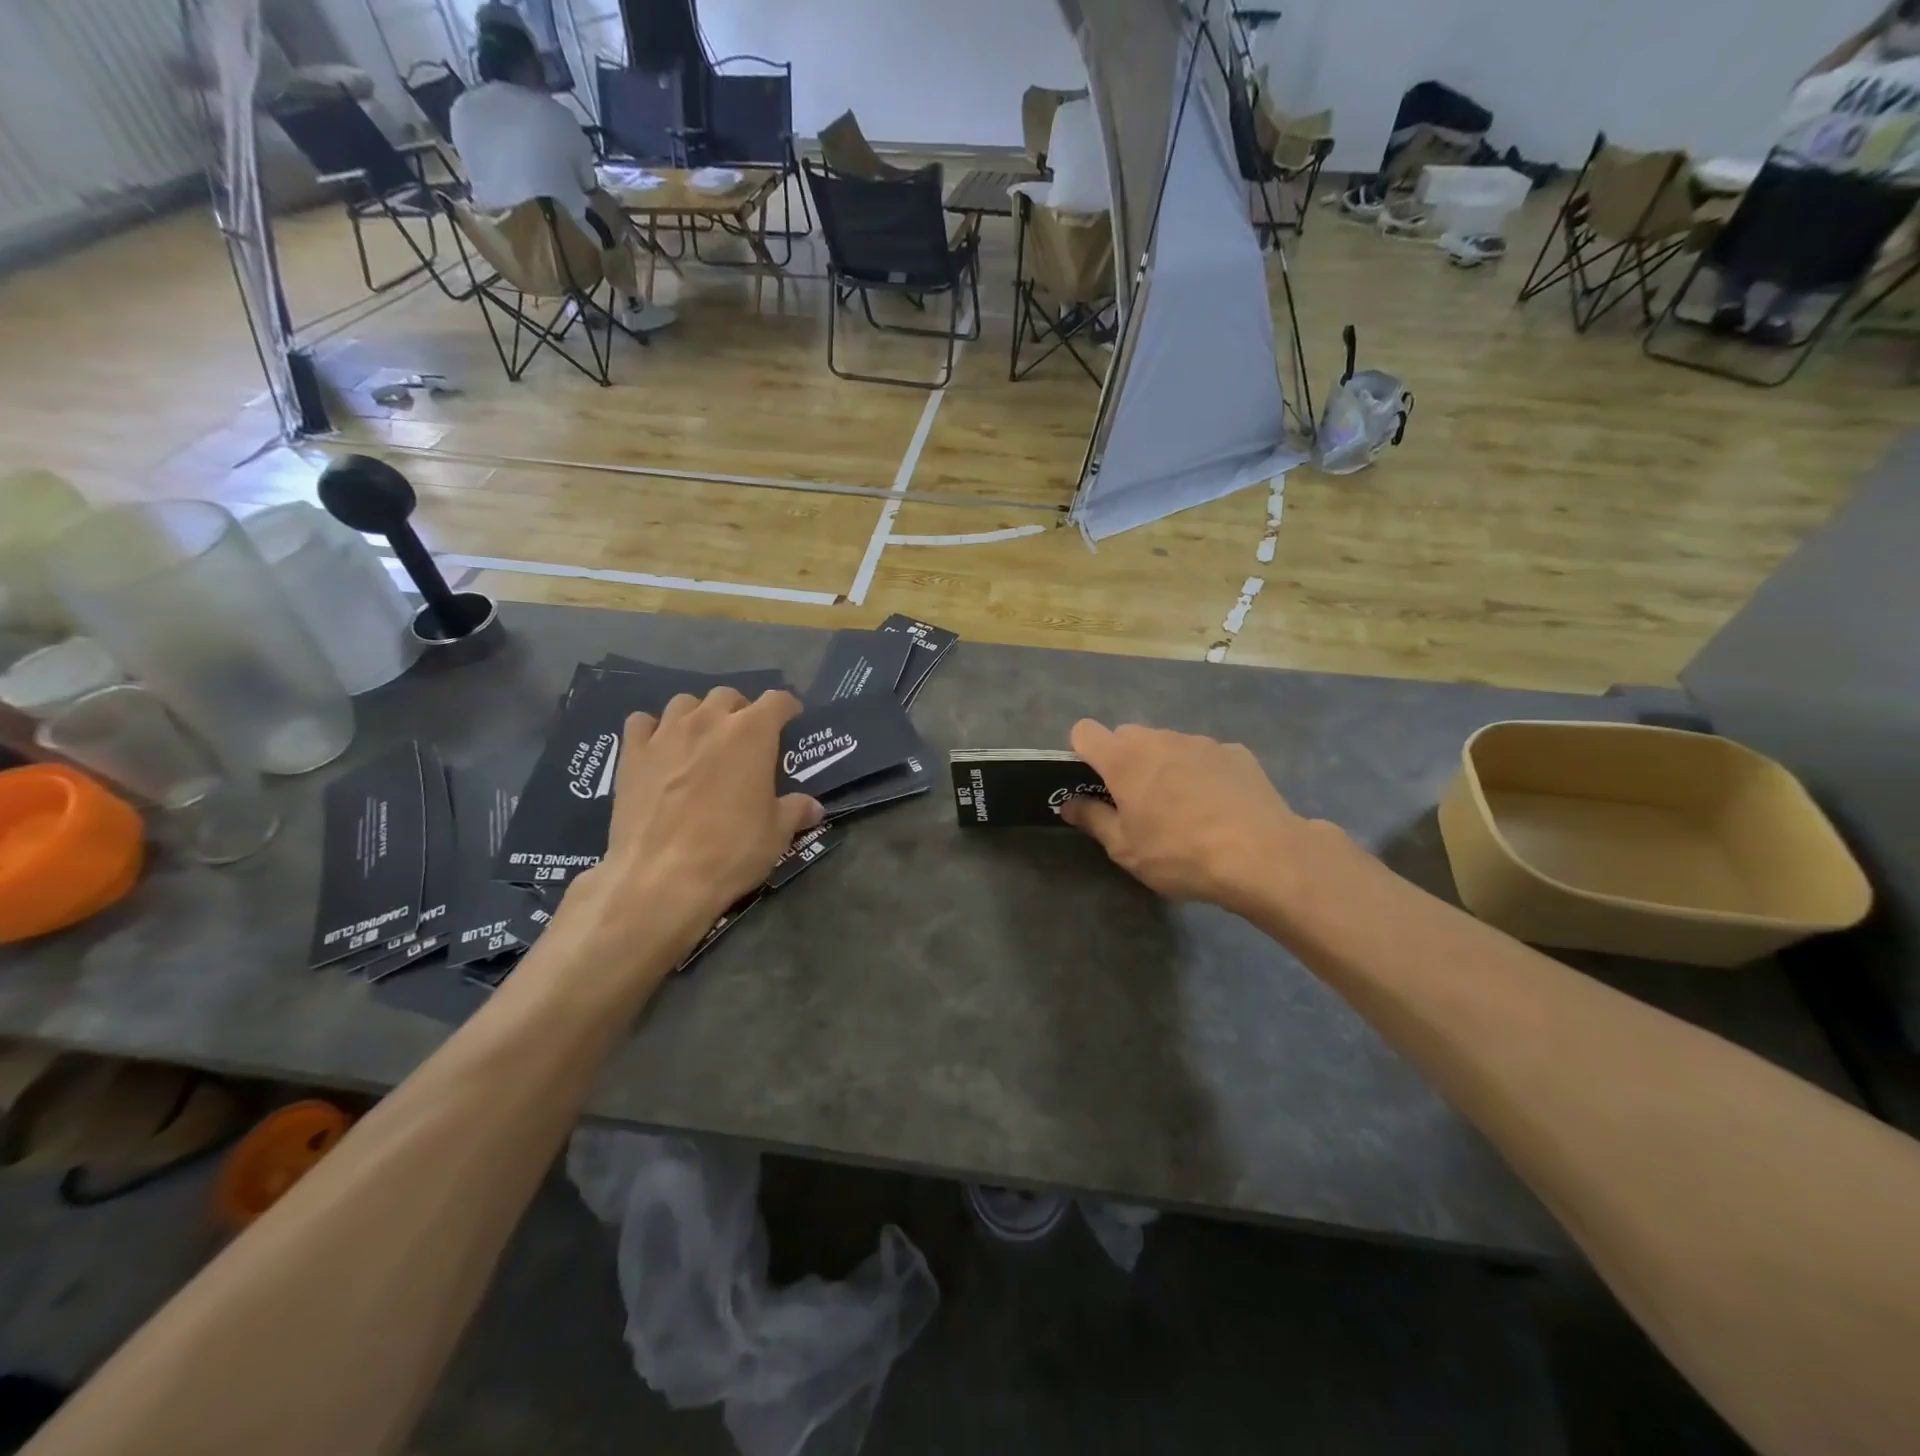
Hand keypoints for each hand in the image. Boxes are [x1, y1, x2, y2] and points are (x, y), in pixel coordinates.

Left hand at [567, 688, 821, 959]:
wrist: (659, 877)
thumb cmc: (730, 850)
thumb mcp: (776, 834)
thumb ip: (795, 811)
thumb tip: (813, 807)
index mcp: (752, 733)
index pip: (777, 700)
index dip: (788, 707)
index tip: (791, 720)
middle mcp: (709, 721)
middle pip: (728, 696)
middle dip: (740, 711)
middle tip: (744, 739)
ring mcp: (666, 733)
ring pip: (685, 703)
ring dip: (698, 715)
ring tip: (701, 740)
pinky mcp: (632, 753)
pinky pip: (642, 722)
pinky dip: (653, 729)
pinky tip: (659, 749)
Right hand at [1060, 720, 1315, 916]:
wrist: (1263, 856)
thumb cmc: (1180, 853)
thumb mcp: (1126, 849)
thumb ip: (1093, 820)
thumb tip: (1069, 804)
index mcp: (1124, 759)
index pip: (1085, 731)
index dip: (1081, 752)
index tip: (1092, 782)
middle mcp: (1159, 739)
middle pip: (1127, 736)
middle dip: (1124, 761)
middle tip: (1136, 802)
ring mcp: (1201, 742)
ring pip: (1167, 745)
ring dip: (1163, 765)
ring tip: (1182, 808)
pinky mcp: (1235, 752)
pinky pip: (1204, 756)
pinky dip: (1201, 773)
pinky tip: (1218, 807)